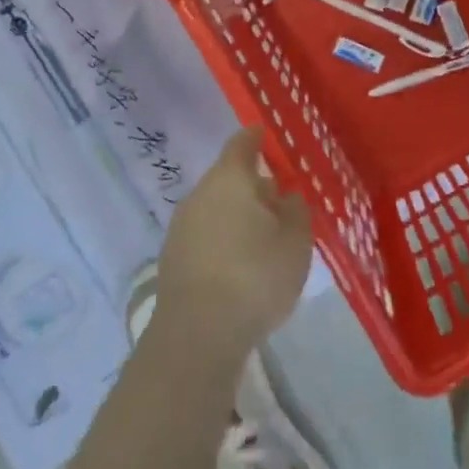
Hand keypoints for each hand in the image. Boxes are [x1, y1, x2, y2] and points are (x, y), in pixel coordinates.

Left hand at [155, 128, 313, 361]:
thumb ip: (296, 212)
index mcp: (230, 178)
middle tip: (278, 202)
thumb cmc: (254, 276)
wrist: (197, 334)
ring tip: (262, 240)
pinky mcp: (172, 258)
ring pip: (215, 208)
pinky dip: (222, 241)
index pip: (242, 143)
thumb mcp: (295, 243)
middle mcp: (200, 193)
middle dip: (252, 186)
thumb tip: (287, 197)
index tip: (265, 135)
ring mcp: (181, 225)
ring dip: (236, 216)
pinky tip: (238, 267)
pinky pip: (204, 236)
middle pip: (228, 178)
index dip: (256, 137)